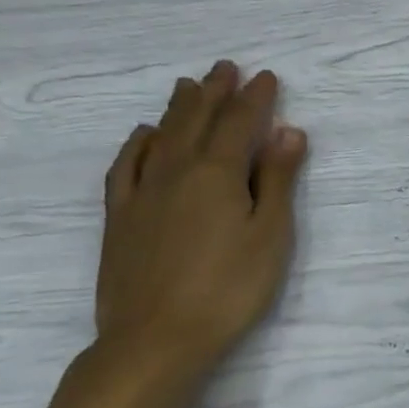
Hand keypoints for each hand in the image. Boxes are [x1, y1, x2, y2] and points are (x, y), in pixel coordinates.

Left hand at [94, 60, 307, 375]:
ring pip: (160, 136)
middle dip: (214, 90)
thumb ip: (277, 180)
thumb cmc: (229, 288)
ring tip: (187, 85)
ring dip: (177, 107)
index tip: (267, 77)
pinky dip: (137, 143)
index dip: (256, 97)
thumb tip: (288, 131)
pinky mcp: (119, 217)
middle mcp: (177, 171)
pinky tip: (143, 136)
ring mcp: (142, 193)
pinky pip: (125, 166)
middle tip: (225, 67)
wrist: (156, 340)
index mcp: (218, 173)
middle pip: (196, 119)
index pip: (240, 121)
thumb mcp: (270, 234)